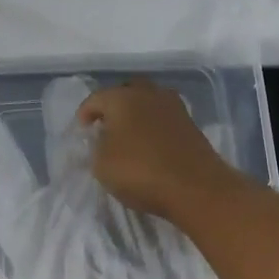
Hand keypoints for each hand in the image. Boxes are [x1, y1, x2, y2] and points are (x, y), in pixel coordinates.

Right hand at [79, 79, 243, 220]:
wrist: (195, 187)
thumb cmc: (140, 172)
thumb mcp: (101, 164)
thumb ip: (96, 146)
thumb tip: (103, 138)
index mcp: (122, 98)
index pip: (96, 98)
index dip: (85, 113)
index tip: (83, 131)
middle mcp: (148, 94)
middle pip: (126, 91)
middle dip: (114, 106)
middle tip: (106, 126)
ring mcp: (174, 107)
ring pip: (148, 101)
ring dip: (137, 113)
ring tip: (129, 134)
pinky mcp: (190, 123)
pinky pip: (164, 117)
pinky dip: (153, 125)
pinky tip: (149, 143)